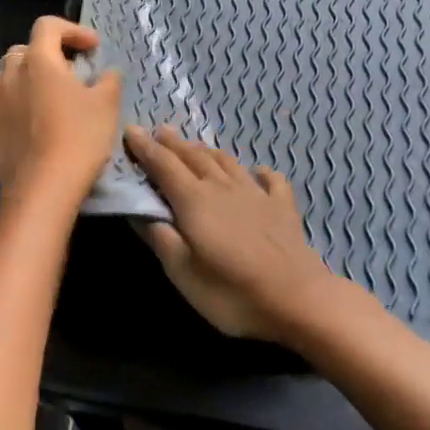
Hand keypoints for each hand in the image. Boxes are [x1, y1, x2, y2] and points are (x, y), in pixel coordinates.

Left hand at [0, 17, 122, 208]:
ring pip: (0, 79)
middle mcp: (9, 76)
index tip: (93, 48)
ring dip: (20, 80)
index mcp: (38, 61)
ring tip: (40, 96)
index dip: (72, 30)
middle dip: (45, 54)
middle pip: (22, 51)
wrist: (44, 188)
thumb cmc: (79, 138)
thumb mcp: (107, 104)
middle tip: (69, 72)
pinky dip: (6, 116)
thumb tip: (107, 72)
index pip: (48, 26)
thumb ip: (109, 80)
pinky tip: (18, 127)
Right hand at [122, 126, 343, 343]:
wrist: (299, 299)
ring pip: (226, 162)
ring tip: (194, 146)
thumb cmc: (232, 292)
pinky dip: (260, 173)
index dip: (145, 148)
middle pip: (193, 157)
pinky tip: (259, 172)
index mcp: (194, 200)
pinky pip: (270, 180)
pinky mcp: (283, 207)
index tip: (130, 130)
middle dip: (172, 143)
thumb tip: (138, 210)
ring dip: (206, 151)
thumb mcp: (183, 273)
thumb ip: (160, 237)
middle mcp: (222, 187)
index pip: (163, 165)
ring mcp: (256, 194)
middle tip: (158, 130)